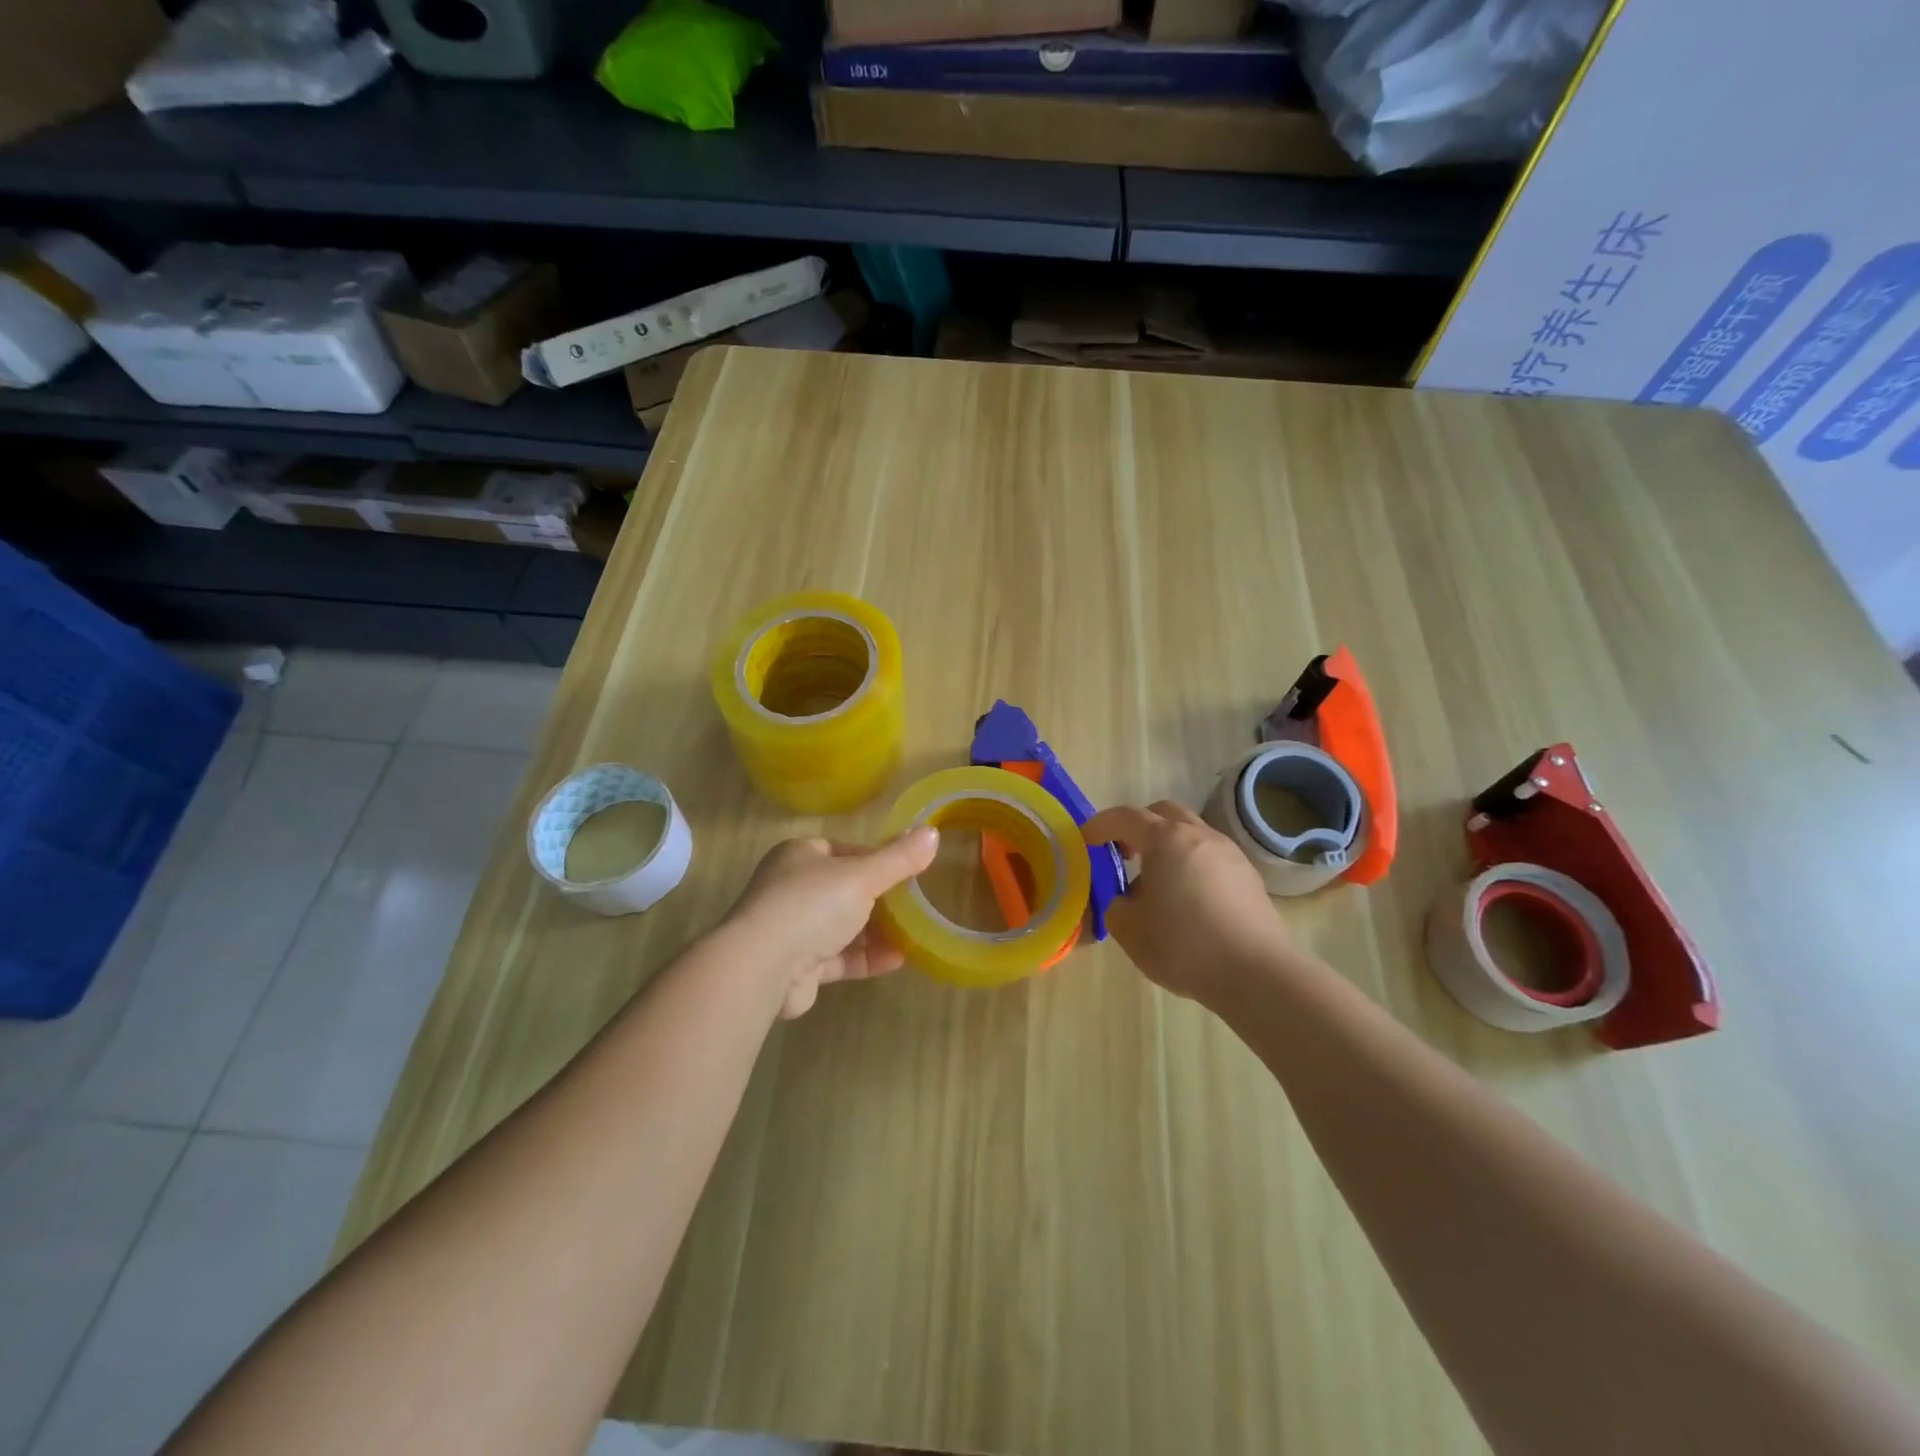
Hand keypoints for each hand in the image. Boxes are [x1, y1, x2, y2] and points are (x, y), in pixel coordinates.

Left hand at [723, 828, 939, 1019]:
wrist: (762, 967)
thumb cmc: (811, 905)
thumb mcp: (863, 875)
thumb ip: (899, 858)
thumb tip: (933, 833)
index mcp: (799, 855)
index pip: (844, 851)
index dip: (876, 859)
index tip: (906, 871)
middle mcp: (791, 889)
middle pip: (844, 890)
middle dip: (880, 899)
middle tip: (915, 906)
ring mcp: (791, 929)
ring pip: (842, 926)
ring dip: (876, 932)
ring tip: (914, 935)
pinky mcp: (796, 967)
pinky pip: (838, 958)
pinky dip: (866, 958)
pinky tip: (897, 960)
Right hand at [1084, 800, 1289, 1005]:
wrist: (1256, 973)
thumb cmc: (1183, 945)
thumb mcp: (1129, 930)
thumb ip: (1115, 906)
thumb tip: (1125, 901)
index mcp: (1165, 839)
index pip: (1125, 817)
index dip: (1100, 825)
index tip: (1086, 840)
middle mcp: (1199, 835)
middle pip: (1163, 813)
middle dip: (1139, 826)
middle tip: (1124, 853)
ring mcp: (1229, 853)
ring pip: (1191, 833)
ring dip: (1168, 846)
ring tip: (1157, 882)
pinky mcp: (1248, 877)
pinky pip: (1211, 857)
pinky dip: (1192, 865)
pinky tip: (1188, 900)